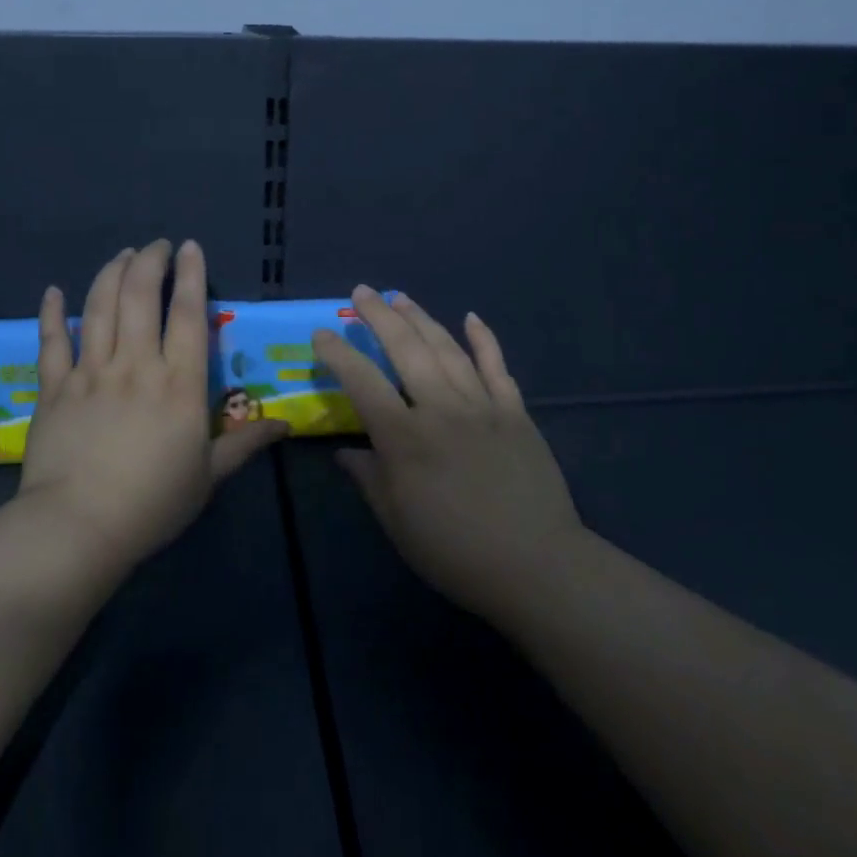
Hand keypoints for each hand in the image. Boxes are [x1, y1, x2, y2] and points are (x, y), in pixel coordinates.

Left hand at [16, 240, 286, 567]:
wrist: (79, 527)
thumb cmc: (153, 503)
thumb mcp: (209, 476)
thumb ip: (245, 444)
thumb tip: (284, 426)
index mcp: (179, 383)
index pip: (187, 314)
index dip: (190, 275)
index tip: (190, 247)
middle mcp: (136, 365)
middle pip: (140, 297)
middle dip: (150, 262)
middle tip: (157, 246)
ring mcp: (91, 373)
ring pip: (100, 308)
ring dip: (111, 274)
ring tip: (123, 255)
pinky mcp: (54, 388)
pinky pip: (52, 342)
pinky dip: (52, 313)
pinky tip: (54, 291)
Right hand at [312, 287, 582, 620]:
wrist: (534, 564)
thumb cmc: (453, 550)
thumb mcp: (396, 520)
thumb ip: (368, 478)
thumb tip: (345, 452)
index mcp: (404, 437)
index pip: (362, 382)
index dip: (338, 354)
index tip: (322, 333)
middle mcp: (441, 408)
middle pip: (406, 349)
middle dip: (379, 316)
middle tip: (362, 292)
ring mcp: (482, 406)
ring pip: (447, 349)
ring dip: (422, 319)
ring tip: (401, 298)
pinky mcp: (515, 413)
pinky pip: (497, 367)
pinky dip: (484, 339)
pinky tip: (472, 317)